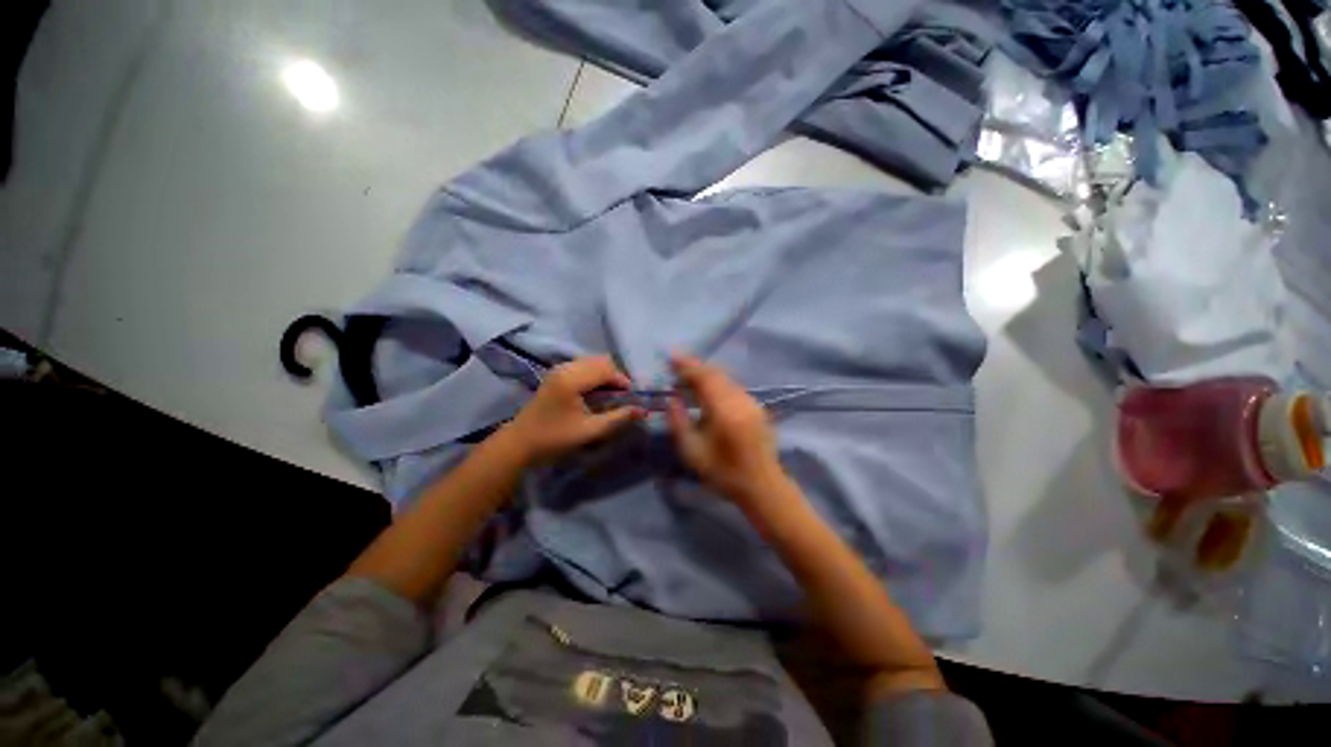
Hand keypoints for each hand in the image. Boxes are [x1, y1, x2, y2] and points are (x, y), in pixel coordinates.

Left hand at [503, 356, 644, 462]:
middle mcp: (565, 367)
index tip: (631, 399)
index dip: (623, 381)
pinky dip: (594, 375)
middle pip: (601, 361)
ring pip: (592, 361)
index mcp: (572, 379)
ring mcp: (559, 368)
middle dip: (615, 377)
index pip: (607, 369)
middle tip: (621, 397)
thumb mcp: (590, 431)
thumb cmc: (554, 439)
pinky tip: (595, 393)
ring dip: (605, 375)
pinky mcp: (556, 373)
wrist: (520, 442)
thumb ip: (618, 418)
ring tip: (610, 396)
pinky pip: (583, 365)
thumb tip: (643, 410)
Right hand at [667, 353, 788, 507]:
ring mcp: (751, 401)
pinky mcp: (756, 406)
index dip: (686, 366)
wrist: (762, 485)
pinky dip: (717, 383)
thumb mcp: (692, 452)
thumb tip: (672, 400)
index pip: (704, 377)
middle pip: (716, 373)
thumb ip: (678, 422)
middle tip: (676, 368)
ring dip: (706, 375)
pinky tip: (707, 392)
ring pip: (726, 378)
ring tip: (688, 380)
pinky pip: (733, 386)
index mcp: (724, 410)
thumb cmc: (724, 472)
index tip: (671, 358)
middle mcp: (740, 399)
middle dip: (695, 368)